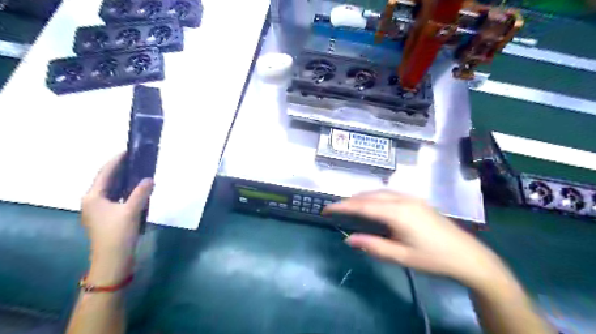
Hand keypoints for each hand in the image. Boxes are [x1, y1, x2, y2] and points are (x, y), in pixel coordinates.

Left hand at [82, 153, 153, 282]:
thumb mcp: (131, 211)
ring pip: (112, 190)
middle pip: (106, 180)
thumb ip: (141, 193)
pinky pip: (116, 198)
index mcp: (93, 197)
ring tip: (137, 171)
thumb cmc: (118, 233)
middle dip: (120, 169)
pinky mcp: (107, 217)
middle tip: (135, 159)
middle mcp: (92, 201)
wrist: (113, 259)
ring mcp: (99, 210)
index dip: (116, 161)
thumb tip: (149, 179)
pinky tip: (136, 190)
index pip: (104, 173)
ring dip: (123, 180)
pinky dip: (125, 191)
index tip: (128, 150)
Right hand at [326, 192, 506, 287]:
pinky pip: (390, 194)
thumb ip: (373, 246)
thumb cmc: (433, 258)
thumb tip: (348, 239)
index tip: (326, 208)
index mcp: (397, 213)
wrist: (468, 256)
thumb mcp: (401, 256)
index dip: (343, 206)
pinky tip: (372, 204)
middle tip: (335, 208)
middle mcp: (403, 199)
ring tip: (350, 206)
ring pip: (380, 192)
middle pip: (370, 195)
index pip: (363, 206)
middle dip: (350, 200)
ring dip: (362, 197)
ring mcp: (412, 198)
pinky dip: (375, 197)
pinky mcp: (417, 201)